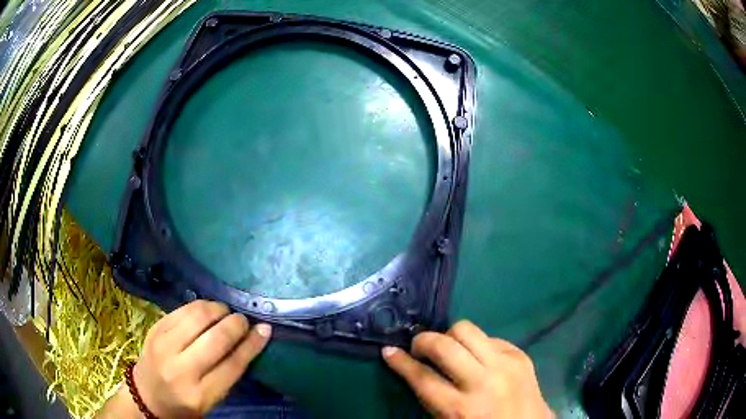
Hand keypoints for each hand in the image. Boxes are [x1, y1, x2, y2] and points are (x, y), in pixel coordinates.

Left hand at [101, 300, 271, 417]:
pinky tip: (207, 310)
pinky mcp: (155, 329)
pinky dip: (200, 306)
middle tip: (244, 320)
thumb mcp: (211, 399)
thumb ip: (228, 373)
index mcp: (199, 394)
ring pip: (197, 317)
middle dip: (236, 324)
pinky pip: (182, 309)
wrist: (147, 394)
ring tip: (225, 312)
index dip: (251, 344)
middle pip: (216, 339)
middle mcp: (180, 369)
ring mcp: (163, 346)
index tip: (264, 329)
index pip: (232, 365)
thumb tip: (250, 340)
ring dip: (217, 309)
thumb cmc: (185, 402)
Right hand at [382, 320, 552, 417]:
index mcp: (460, 409)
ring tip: (447, 348)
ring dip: (449, 336)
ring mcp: (505, 364)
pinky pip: (490, 337)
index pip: (422, 378)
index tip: (389, 351)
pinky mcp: (520, 355)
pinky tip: (476, 357)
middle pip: (444, 345)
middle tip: (419, 348)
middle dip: (423, 341)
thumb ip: (432, 399)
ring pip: (467, 329)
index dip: (400, 362)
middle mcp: (483, 382)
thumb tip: (415, 369)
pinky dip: (476, 344)